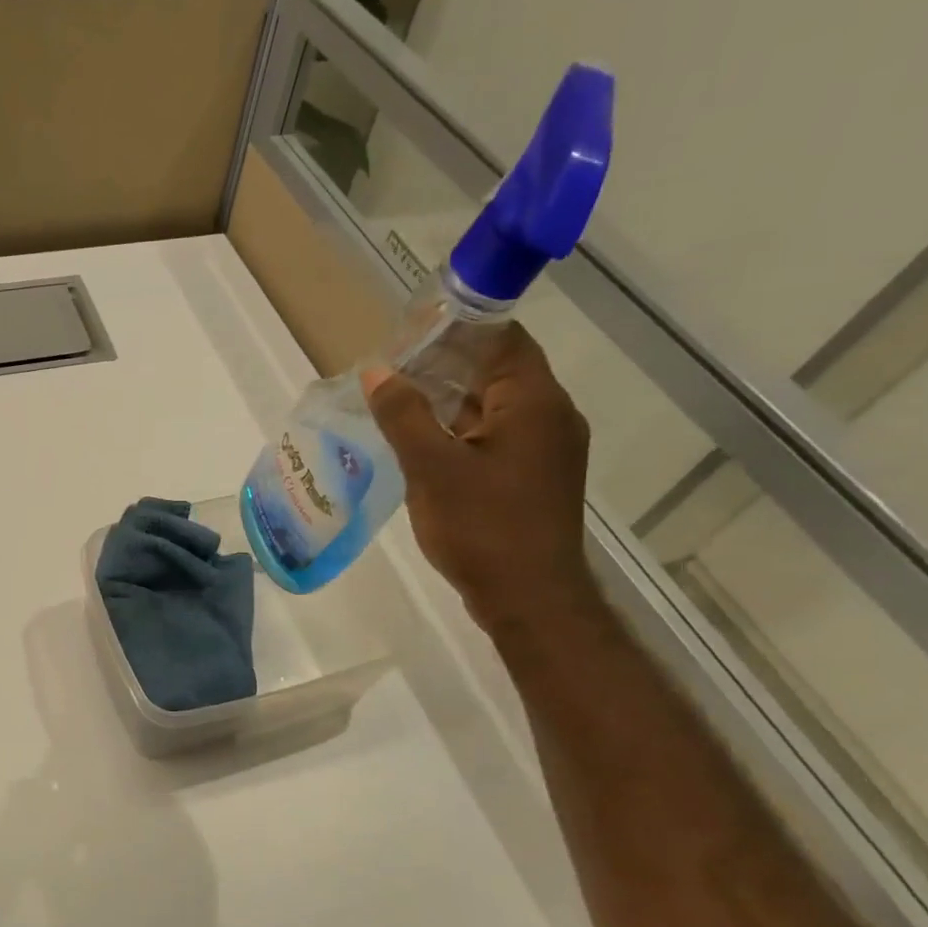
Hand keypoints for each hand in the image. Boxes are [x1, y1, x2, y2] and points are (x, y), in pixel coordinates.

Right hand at [365, 324, 600, 635]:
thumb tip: (377, 371)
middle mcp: (550, 417)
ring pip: (493, 407)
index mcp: (534, 403)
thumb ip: (403, 414)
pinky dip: (459, 430)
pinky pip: (494, 437)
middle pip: (497, 371)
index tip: (409, 332)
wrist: (529, 598)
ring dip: (448, 400)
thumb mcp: (431, 467)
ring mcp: (544, 451)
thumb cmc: (482, 527)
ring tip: (396, 401)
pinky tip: (420, 442)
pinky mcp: (532, 478)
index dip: (457, 328)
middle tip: (391, 368)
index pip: (503, 338)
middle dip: (444, 365)